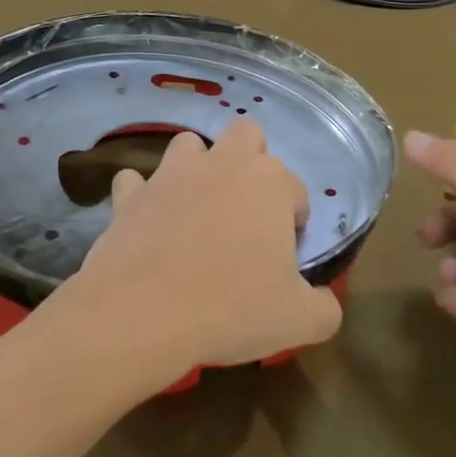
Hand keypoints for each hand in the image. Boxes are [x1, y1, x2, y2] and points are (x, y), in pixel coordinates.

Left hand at [53, 121, 341, 387]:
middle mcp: (222, 164)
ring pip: (188, 145)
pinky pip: (135, 182)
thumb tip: (324, 299)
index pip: (296, 189)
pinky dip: (141, 196)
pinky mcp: (131, 194)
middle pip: (246, 134)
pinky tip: (146, 221)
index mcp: (270, 184)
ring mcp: (171, 174)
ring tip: (196, 209)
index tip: (284, 257)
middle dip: (251, 161)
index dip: (294, 221)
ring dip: (196, 168)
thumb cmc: (232, 309)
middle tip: (246, 211)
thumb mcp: (300, 322)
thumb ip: (324, 307)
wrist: (144, 313)